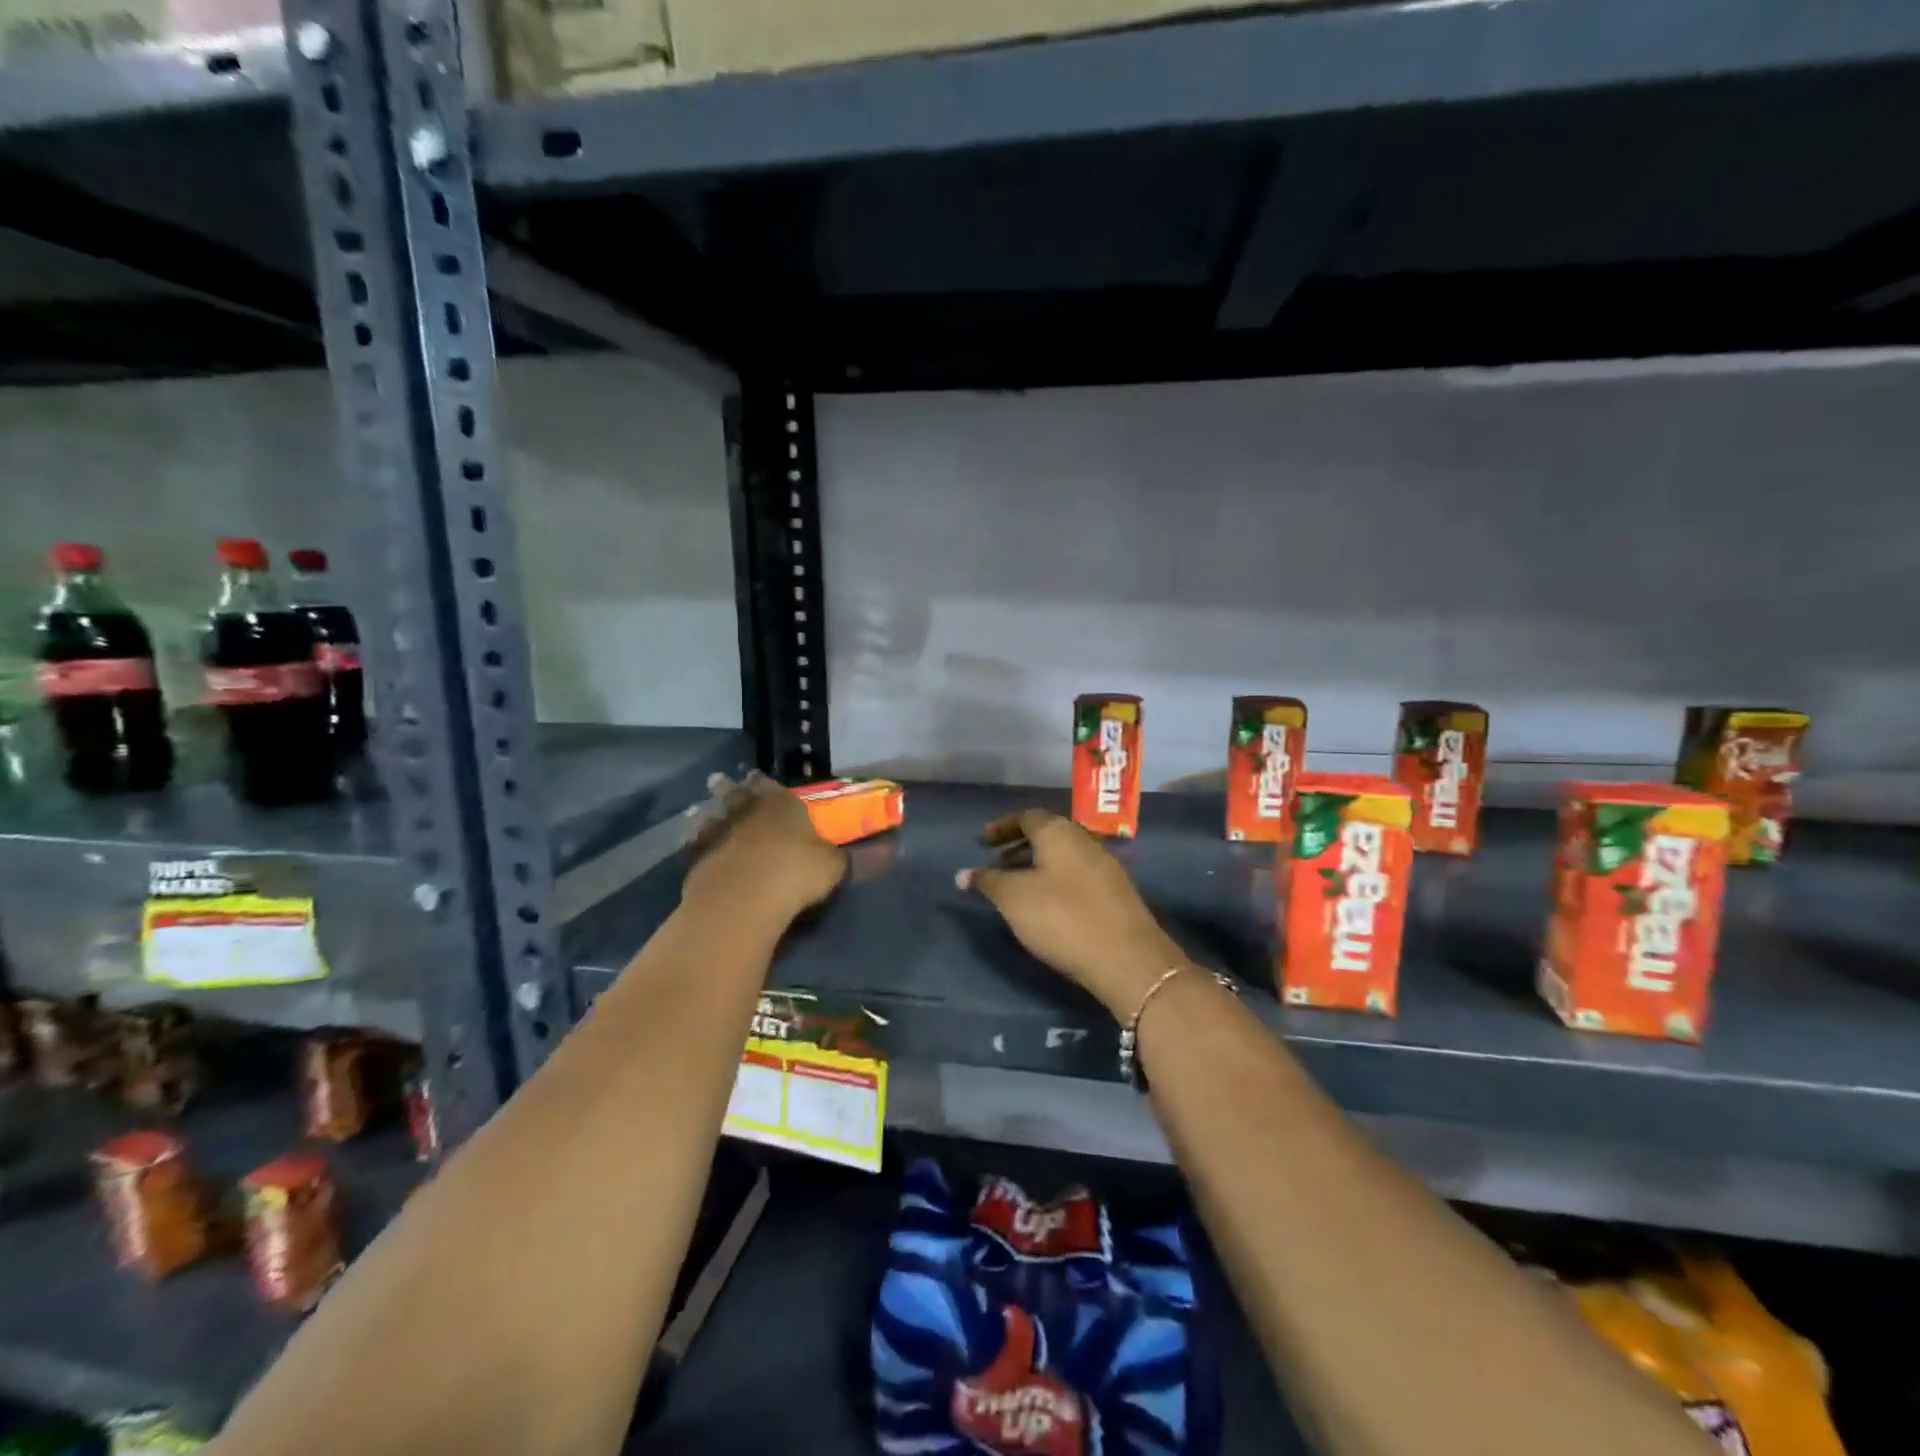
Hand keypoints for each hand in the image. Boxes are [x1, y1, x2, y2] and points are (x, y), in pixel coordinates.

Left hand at [683, 772, 845, 923]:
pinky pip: (695, 843)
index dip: (764, 782)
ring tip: (701, 809)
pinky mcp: (697, 857)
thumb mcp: (832, 866)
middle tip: (720, 780)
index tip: (756, 777)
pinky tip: (693, 844)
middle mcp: (748, 810)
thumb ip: (840, 857)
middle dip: (729, 787)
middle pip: (734, 793)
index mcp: (782, 804)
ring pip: (711, 814)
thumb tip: (867, 852)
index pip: (771, 785)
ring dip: (707, 811)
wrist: (744, 896)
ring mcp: (719, 831)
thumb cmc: (795, 872)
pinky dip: (695, 840)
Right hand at [957, 809, 1187, 1018]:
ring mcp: (1104, 865)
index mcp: (1059, 832)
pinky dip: (1054, 879)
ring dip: (1036, 864)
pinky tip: (1046, 903)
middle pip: (1046, 834)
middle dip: (1018, 845)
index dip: (1001, 827)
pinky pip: (1076, 873)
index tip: (981, 842)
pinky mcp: (1115, 891)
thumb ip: (988, 882)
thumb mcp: (1014, 899)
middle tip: (994, 862)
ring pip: (1062, 855)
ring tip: (1015, 886)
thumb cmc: (1062, 917)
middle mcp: (1083, 840)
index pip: (1026, 816)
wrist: (1127, 957)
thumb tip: (963, 873)